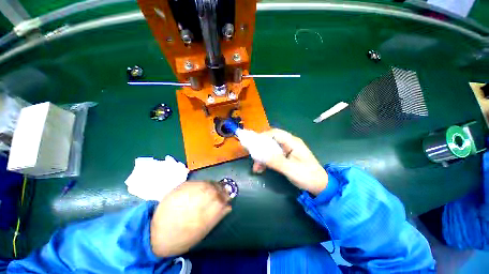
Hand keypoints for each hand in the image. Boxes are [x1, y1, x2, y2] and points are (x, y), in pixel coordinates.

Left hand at [150, 181, 230, 256]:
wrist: (156, 233)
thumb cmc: (182, 237)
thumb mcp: (202, 231)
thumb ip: (217, 217)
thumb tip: (228, 206)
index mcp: (206, 213)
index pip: (222, 200)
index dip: (226, 197)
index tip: (228, 197)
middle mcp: (201, 198)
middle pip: (216, 189)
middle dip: (222, 189)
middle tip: (224, 190)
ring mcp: (192, 190)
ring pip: (208, 184)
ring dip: (214, 185)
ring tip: (215, 187)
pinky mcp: (183, 186)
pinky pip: (199, 182)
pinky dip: (205, 183)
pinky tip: (205, 186)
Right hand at [253, 129, 327, 194]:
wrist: (319, 186)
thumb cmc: (308, 176)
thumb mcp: (291, 169)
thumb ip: (275, 161)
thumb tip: (259, 154)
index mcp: (293, 142)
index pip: (275, 133)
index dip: (263, 136)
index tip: (253, 144)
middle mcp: (289, 144)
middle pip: (271, 140)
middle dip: (261, 149)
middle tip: (253, 157)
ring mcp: (287, 150)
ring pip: (270, 149)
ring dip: (262, 157)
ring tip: (256, 168)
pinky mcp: (285, 157)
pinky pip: (272, 156)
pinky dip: (266, 161)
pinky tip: (261, 169)